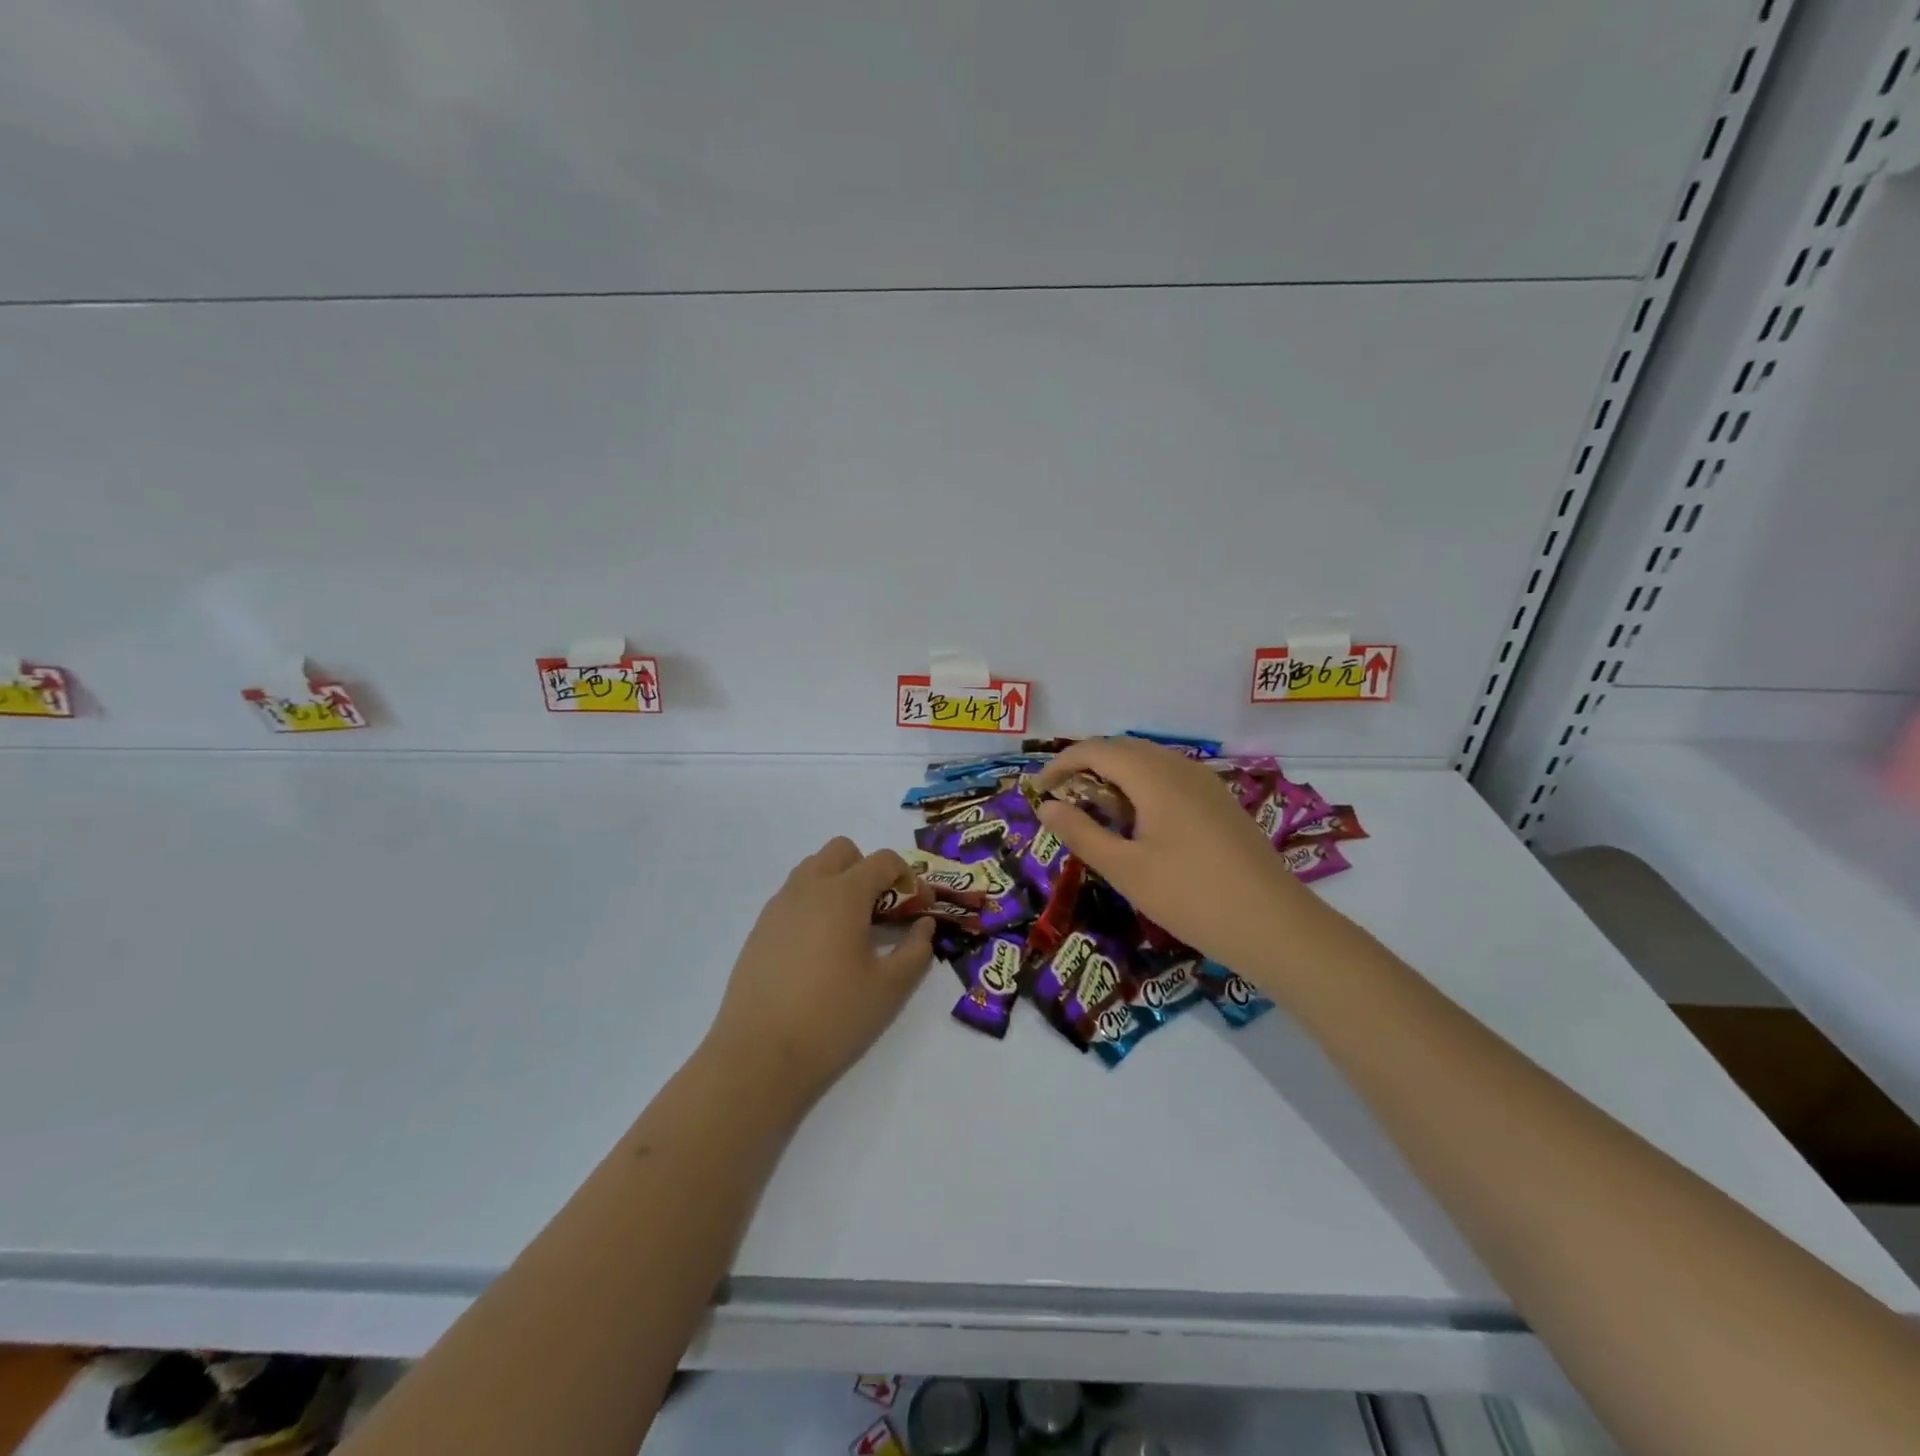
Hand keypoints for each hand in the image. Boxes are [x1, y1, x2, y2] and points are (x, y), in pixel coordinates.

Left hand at [704, 838, 935, 1112]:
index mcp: (843, 894)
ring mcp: (778, 906)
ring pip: (813, 869)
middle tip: (882, 910)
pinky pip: (793, 896)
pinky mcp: (760, 929)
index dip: (909, 877)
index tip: (920, 907)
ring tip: (851, 929)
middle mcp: (808, 888)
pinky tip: (820, 949)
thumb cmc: (833, 1017)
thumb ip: (916, 950)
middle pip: (842, 851)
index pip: (883, 861)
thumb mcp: (890, 988)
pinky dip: (814, 904)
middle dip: (868, 869)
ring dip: (838, 883)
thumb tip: (924, 926)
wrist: (759, 1055)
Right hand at [1033, 738, 1323, 975]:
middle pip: (1123, 748)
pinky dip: (1142, 786)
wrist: (1274, 925)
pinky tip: (1139, 823)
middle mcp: (1181, 768)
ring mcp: (1206, 783)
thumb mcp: (1126, 870)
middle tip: (1062, 800)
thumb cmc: (1191, 897)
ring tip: (1095, 811)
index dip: (1061, 764)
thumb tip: (1047, 807)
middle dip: (1086, 766)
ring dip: (1115, 775)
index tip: (1038, 791)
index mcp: (1155, 777)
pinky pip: (1171, 777)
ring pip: (1150, 761)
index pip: (1097, 750)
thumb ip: (1082, 833)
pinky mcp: (1220, 802)